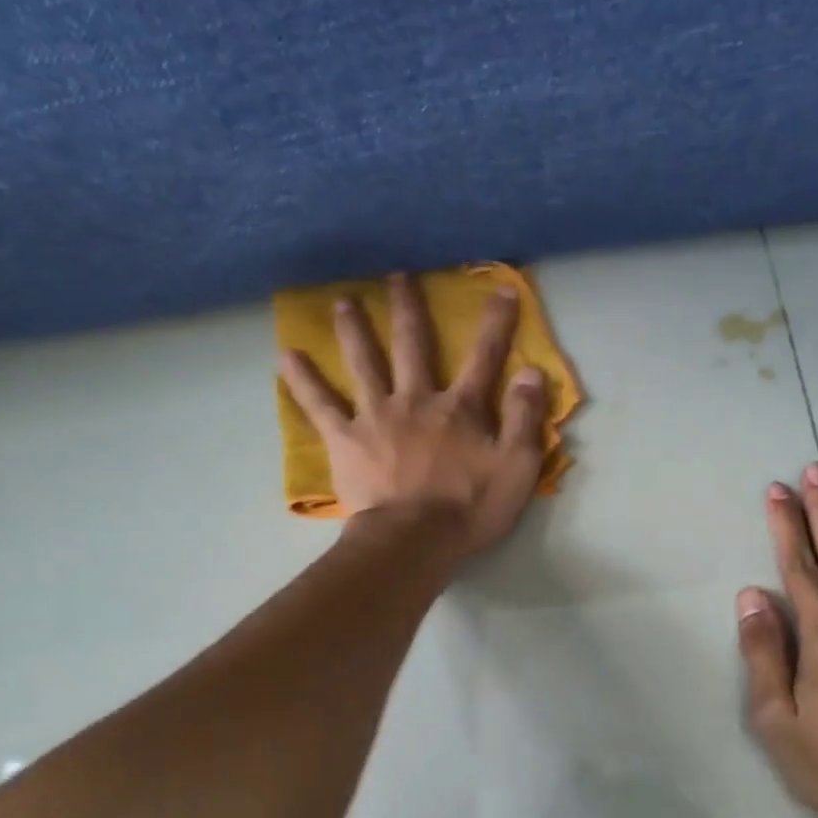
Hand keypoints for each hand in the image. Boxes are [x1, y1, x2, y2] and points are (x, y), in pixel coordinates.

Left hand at [280, 272, 548, 556]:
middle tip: (397, 276)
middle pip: (412, 345)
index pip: (484, 357)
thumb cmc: (470, 509)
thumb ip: (526, 418)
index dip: (496, 323)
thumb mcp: (518, 468)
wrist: (414, 541)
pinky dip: (303, 380)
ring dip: (354, 329)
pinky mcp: (345, 440)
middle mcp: (416, 400)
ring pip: (364, 362)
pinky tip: (287, 355)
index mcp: (460, 408)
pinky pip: (320, 405)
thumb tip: (530, 371)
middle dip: (408, 308)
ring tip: (342, 301)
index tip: (500, 288)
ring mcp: (376, 417)